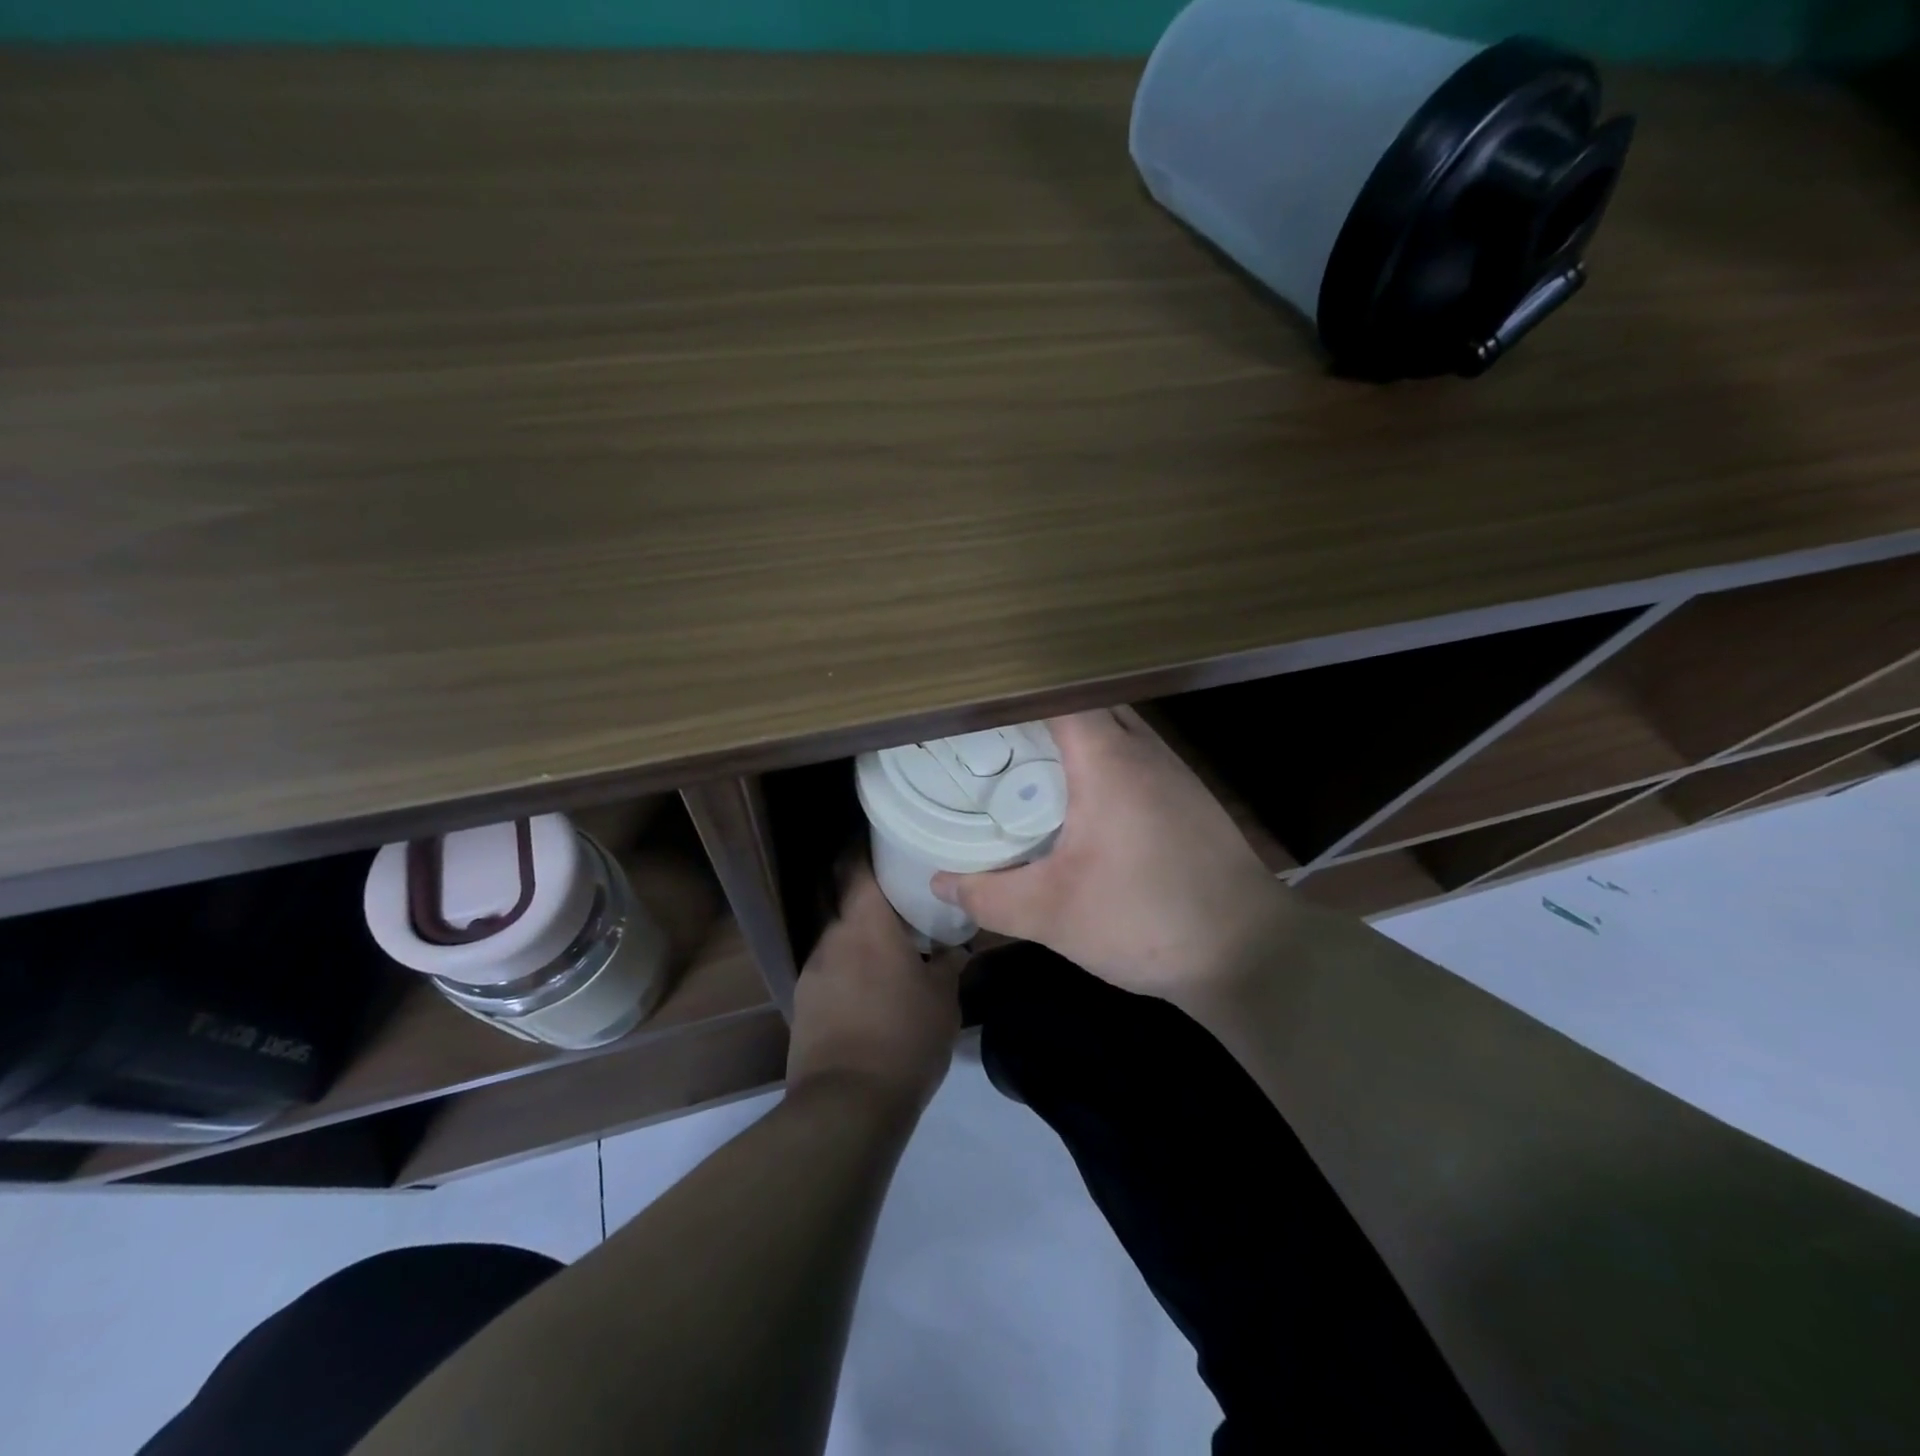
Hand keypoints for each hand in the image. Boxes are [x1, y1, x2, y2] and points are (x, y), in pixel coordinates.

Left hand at [786, 867, 961, 1115]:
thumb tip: (955, 948)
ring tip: (886, 943)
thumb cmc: (904, 1038)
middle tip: (892, 887)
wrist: (847, 1105)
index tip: (881, 837)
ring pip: (834, 934)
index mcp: (866, 925)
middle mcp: (832, 938)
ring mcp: (812, 970)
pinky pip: (828, 967)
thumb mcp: (943, 1000)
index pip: (854, 866)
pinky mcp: (804, 1002)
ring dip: (855, 931)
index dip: (862, 845)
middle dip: (859, 886)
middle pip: (838, 895)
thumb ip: (949, 964)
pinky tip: (868, 985)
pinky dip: (847, 964)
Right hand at [930, 708, 1287, 1009]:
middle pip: (1086, 706)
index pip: (1057, 694)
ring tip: (1032, 766)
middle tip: (996, 740)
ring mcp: (1174, 773)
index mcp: (1108, 759)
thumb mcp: (1052, 914)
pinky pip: (1136, 760)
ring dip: (1076, 740)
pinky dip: (1104, 765)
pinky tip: (1086, 807)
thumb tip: (940, 881)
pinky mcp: (1191, 800)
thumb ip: (988, 895)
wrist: (1250, 954)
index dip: (1016, 692)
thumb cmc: (1146, 919)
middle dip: (1041, 715)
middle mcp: (1144, 751)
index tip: (979, 706)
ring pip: (1116, 732)